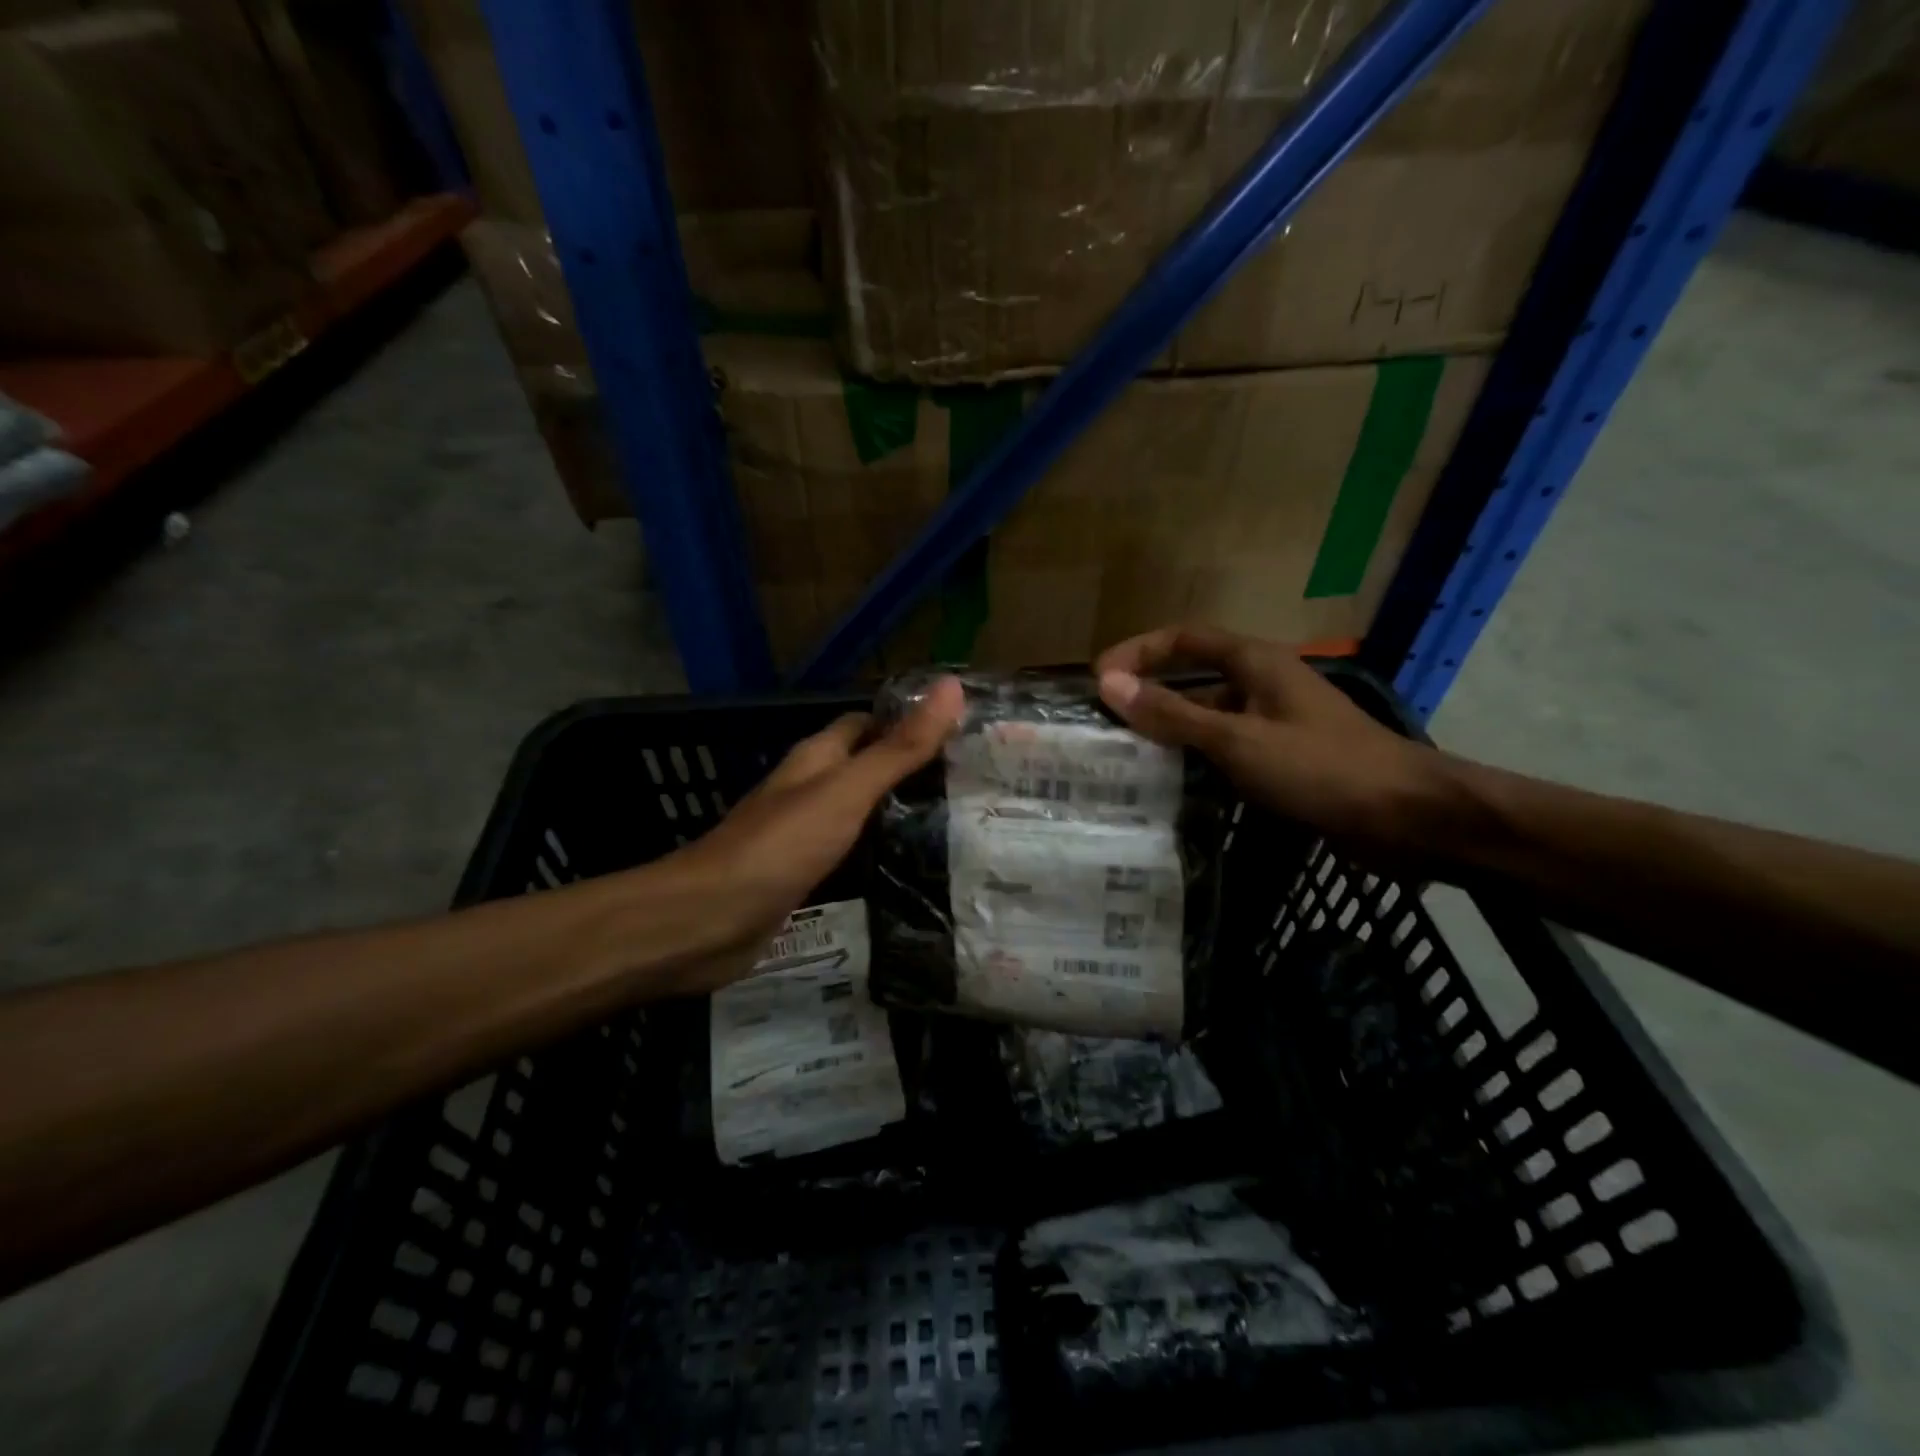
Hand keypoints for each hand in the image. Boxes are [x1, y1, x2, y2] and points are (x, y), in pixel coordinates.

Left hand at [675, 676, 965, 981]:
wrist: (709, 921)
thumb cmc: (781, 845)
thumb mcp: (848, 791)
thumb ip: (899, 747)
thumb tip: (951, 685)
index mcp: (816, 757)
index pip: (866, 723)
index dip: (907, 720)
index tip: (960, 730)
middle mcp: (808, 788)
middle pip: (864, 766)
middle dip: (909, 769)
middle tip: (967, 782)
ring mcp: (802, 833)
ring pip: (858, 811)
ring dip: (897, 812)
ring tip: (954, 820)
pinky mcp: (802, 874)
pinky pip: (850, 852)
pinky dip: (878, 852)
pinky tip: (911, 865)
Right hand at [1095, 625, 1445, 854]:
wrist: (1408, 818)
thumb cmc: (1322, 768)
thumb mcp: (1238, 740)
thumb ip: (1173, 713)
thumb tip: (1109, 684)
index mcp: (1256, 663)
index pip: (1184, 639)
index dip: (1138, 651)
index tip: (1098, 679)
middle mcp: (1263, 684)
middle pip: (1194, 677)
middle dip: (1149, 693)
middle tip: (1104, 722)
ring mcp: (1275, 723)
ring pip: (1209, 717)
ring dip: (1170, 730)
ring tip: (1124, 756)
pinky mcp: (1284, 758)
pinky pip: (1227, 748)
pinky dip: (1196, 759)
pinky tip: (1171, 785)